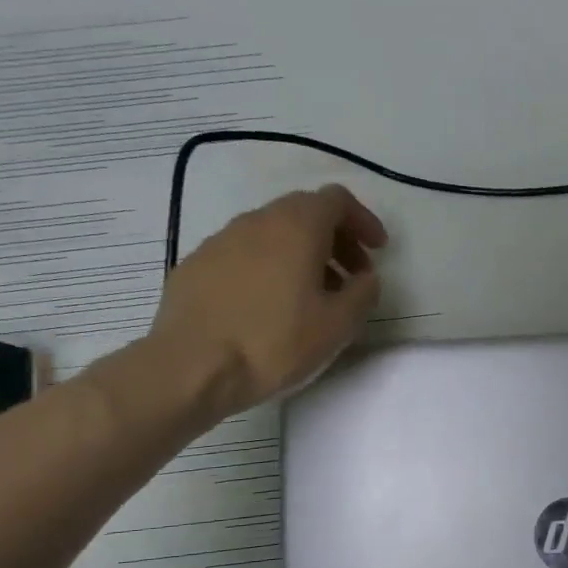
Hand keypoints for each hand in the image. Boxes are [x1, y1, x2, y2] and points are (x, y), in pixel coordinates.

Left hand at [149, 185, 388, 420]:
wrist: (190, 368)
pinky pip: (243, 254)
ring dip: (300, 254)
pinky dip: (267, 267)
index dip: (363, 220)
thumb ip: (363, 293)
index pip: (337, 200)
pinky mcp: (196, 264)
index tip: (377, 251)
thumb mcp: (338, 325)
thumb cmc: (274, 342)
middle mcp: (257, 221)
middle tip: (350, 276)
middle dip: (335, 238)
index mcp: (296, 226)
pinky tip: (268, 306)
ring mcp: (220, 240)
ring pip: (272, 233)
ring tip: (311, 296)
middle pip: (304, 212)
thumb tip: (365, 278)